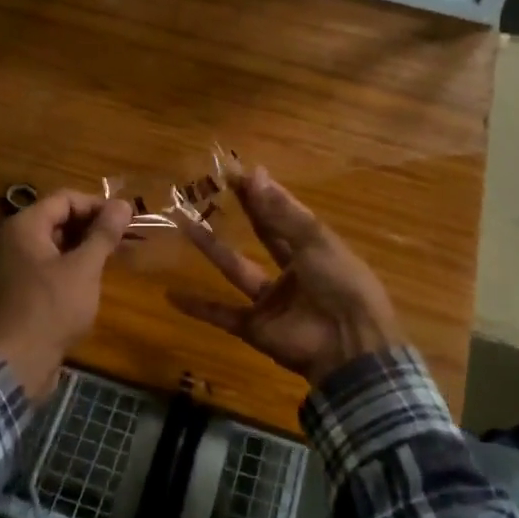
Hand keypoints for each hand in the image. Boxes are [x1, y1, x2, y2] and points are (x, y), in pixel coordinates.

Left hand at [0, 191, 133, 401]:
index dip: (98, 205)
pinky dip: (67, 266)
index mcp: (24, 227)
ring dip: (82, 247)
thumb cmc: (51, 309)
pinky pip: (44, 266)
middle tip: (122, 240)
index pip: (65, 199)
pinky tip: (89, 282)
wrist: (15, 364)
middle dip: (91, 226)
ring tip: (111, 259)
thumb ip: (103, 234)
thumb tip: (123, 204)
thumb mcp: (84, 268)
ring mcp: (10, 267)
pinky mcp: (14, 291)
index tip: (126, 220)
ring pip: (52, 245)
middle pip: (57, 219)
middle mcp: (12, 240)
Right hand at [168, 166, 402, 386]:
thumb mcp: (315, 241)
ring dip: (210, 247)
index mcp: (315, 249)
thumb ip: (280, 212)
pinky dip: (198, 307)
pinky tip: (171, 294)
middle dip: (242, 210)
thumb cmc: (339, 284)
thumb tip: (254, 173)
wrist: (347, 345)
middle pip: (262, 235)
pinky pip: (222, 314)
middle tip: (213, 184)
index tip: (239, 172)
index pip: (286, 214)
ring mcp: (272, 300)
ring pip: (235, 268)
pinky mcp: (255, 327)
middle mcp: (293, 271)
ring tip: (182, 221)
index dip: (264, 193)